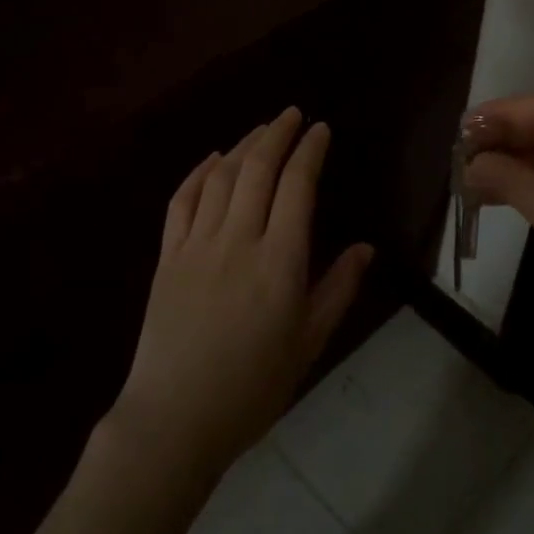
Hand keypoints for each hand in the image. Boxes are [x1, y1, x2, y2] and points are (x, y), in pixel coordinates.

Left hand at [114, 108, 373, 478]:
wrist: (175, 419)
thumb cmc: (253, 387)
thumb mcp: (309, 343)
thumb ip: (338, 288)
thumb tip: (366, 247)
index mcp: (280, 261)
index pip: (297, 186)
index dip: (310, 150)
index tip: (320, 129)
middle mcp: (238, 240)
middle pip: (257, 169)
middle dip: (277, 134)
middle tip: (292, 114)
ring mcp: (196, 245)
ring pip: (220, 177)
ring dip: (241, 145)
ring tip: (260, 131)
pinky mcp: (167, 256)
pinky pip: (181, 201)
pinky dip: (198, 172)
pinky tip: (211, 159)